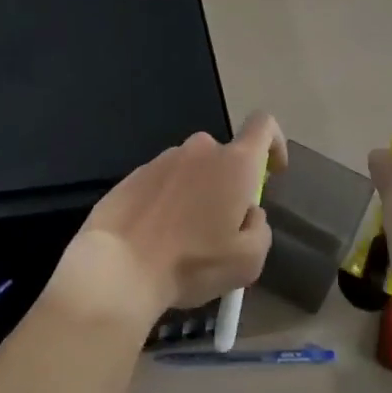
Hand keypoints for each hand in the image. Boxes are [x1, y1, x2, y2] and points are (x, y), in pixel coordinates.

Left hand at [52, 112, 285, 330]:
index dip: (274, 143)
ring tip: (183, 240)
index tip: (272, 172)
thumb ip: (259, 228)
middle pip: (225, 157)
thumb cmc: (191, 263)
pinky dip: (168, 202)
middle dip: (229, 185)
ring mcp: (163, 159)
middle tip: (220, 229)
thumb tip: (249, 213)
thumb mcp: (247, 261)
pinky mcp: (134, 174)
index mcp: (234, 163)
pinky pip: (164, 182)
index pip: (264, 125)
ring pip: (193, 171)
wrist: (117, 267)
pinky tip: (157, 237)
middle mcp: (199, 150)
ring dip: (196, 195)